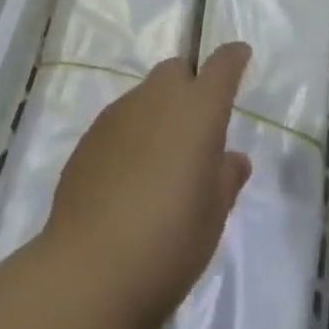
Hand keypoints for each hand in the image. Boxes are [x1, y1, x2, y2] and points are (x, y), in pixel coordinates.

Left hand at [41, 43, 253, 328]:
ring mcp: (118, 114)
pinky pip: (120, 122)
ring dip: (158, 113)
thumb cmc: (169, 241)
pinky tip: (128, 178)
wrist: (88, 271)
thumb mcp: (213, 215)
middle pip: (176, 70)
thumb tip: (231, 158)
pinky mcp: (89, 137)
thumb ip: (226, 177)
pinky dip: (131, 136)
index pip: (221, 65)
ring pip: (146, 95)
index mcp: (198, 109)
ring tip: (160, 162)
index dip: (233, 58)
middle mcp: (157, 98)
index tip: (240, 57)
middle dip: (189, 86)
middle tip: (196, 128)